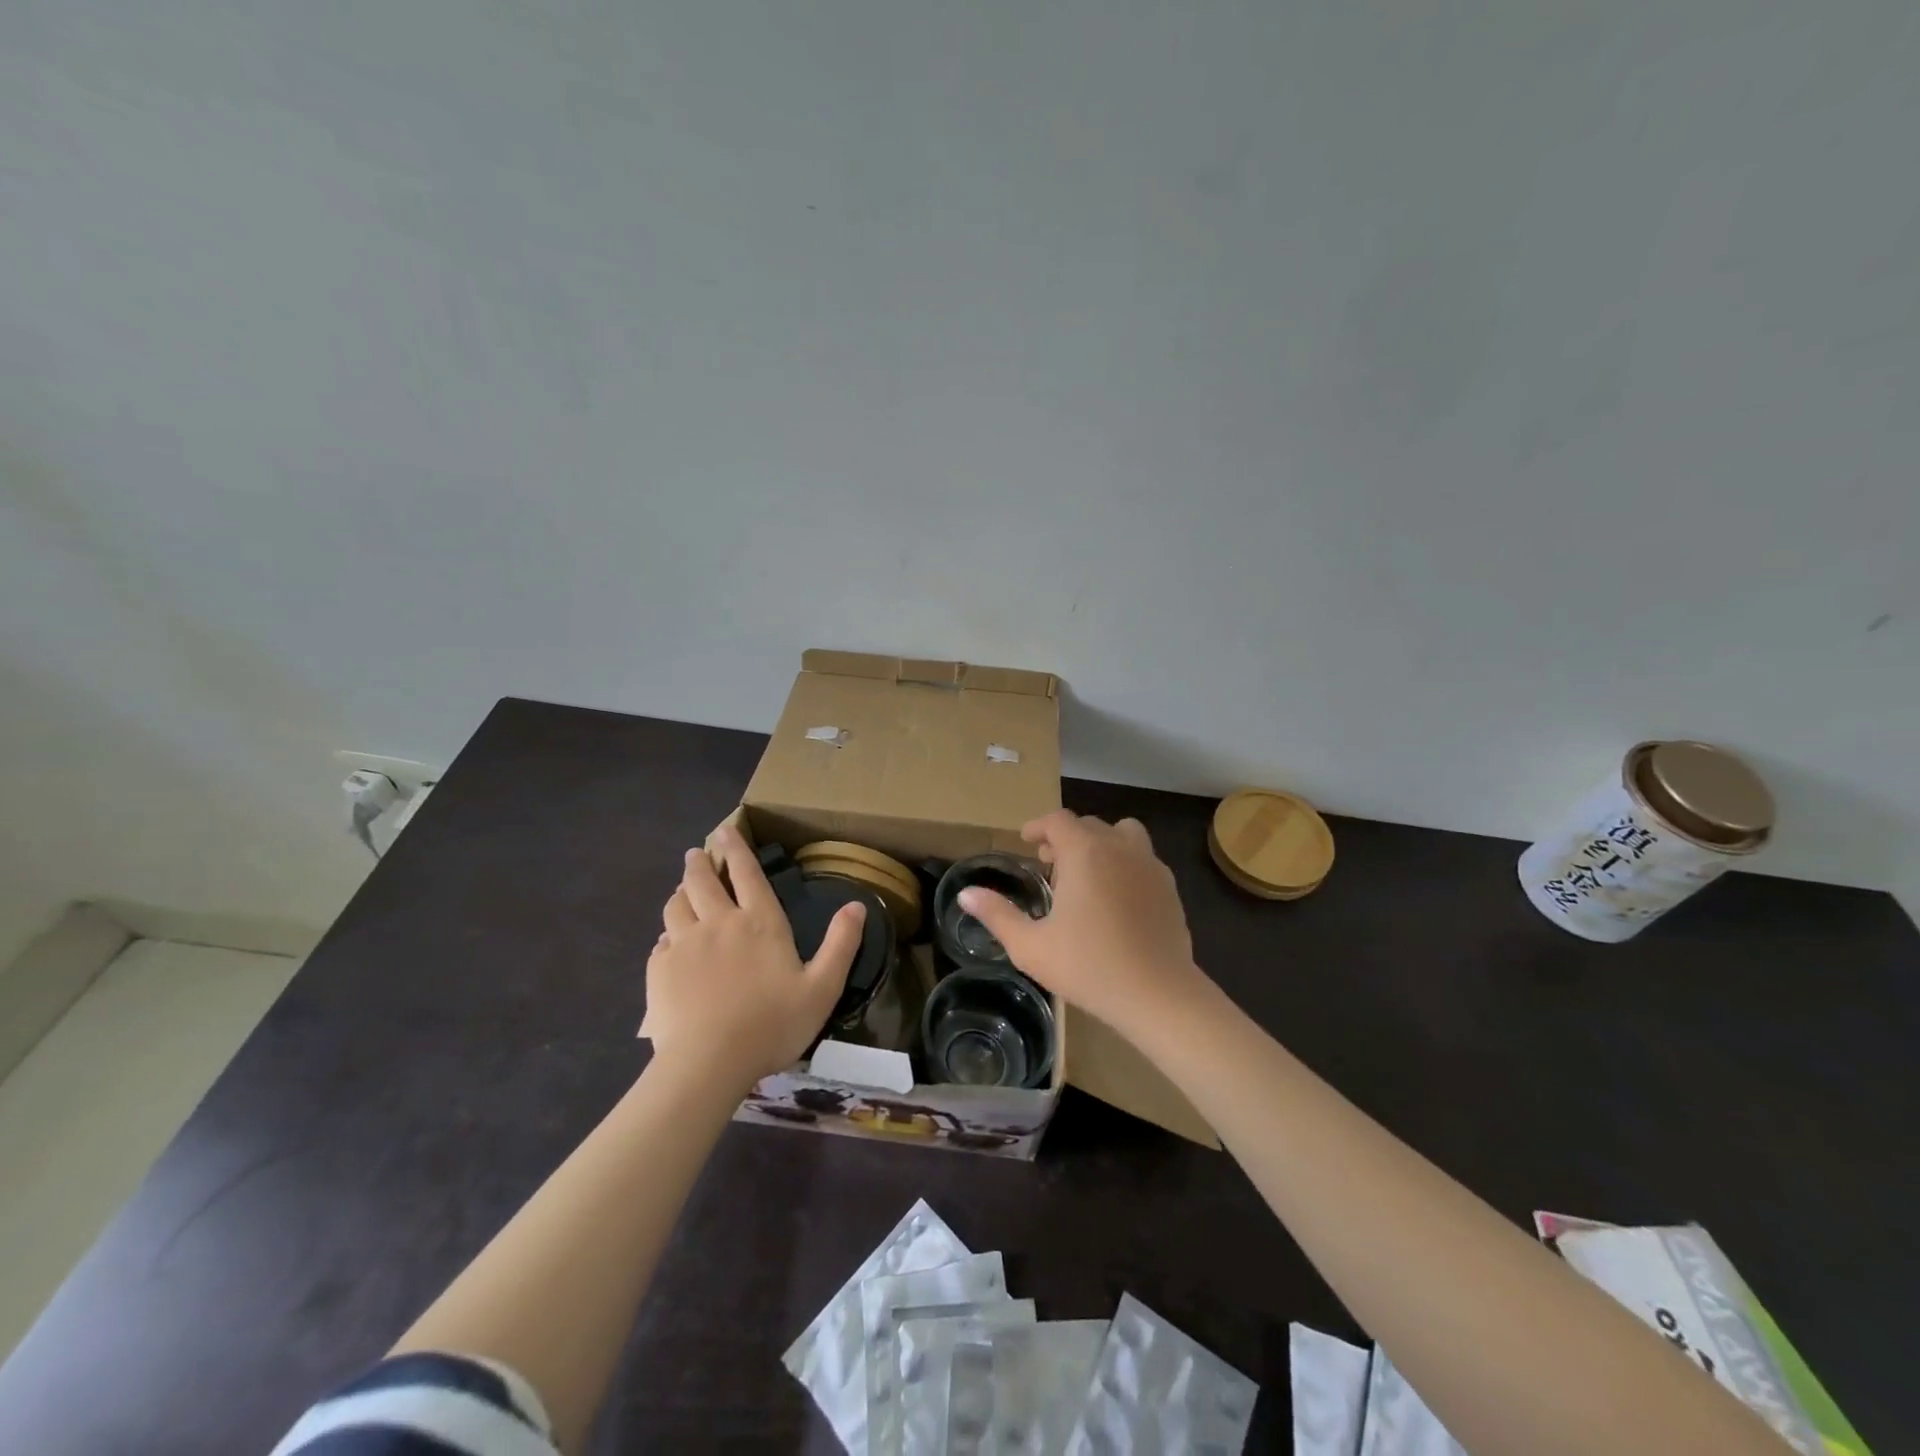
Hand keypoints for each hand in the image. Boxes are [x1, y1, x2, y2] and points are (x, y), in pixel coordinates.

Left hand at [644, 825, 865, 1089]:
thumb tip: (857, 905)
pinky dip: (667, 935)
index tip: (725, 831)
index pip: (747, 873)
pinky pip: (660, 942)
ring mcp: (684, 944)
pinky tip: (670, 943)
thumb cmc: (772, 1024)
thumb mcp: (822, 988)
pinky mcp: (659, 970)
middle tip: (697, 854)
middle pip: (703, 881)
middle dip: (700, 863)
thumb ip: (841, 944)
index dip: (737, 849)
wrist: (709, 1062)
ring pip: (676, 905)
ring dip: (680, 893)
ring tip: (682, 891)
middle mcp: (719, 923)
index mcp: (759, 923)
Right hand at [959, 809, 1206, 1039]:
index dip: (1038, 826)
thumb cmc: (1088, 967)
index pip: (1058, 820)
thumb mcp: (1031, 946)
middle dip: (1065, 838)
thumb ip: (997, 915)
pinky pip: (1143, 858)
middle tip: (1049, 865)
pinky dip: (1125, 863)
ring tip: (1088, 874)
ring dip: (1101, 843)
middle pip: (1088, 825)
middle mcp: (1119, 847)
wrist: (1157, 993)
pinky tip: (1116, 898)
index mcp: (1084, 852)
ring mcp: (1149, 865)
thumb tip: (966, 894)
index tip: (1026, 841)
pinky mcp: (1169, 887)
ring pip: (1123, 834)